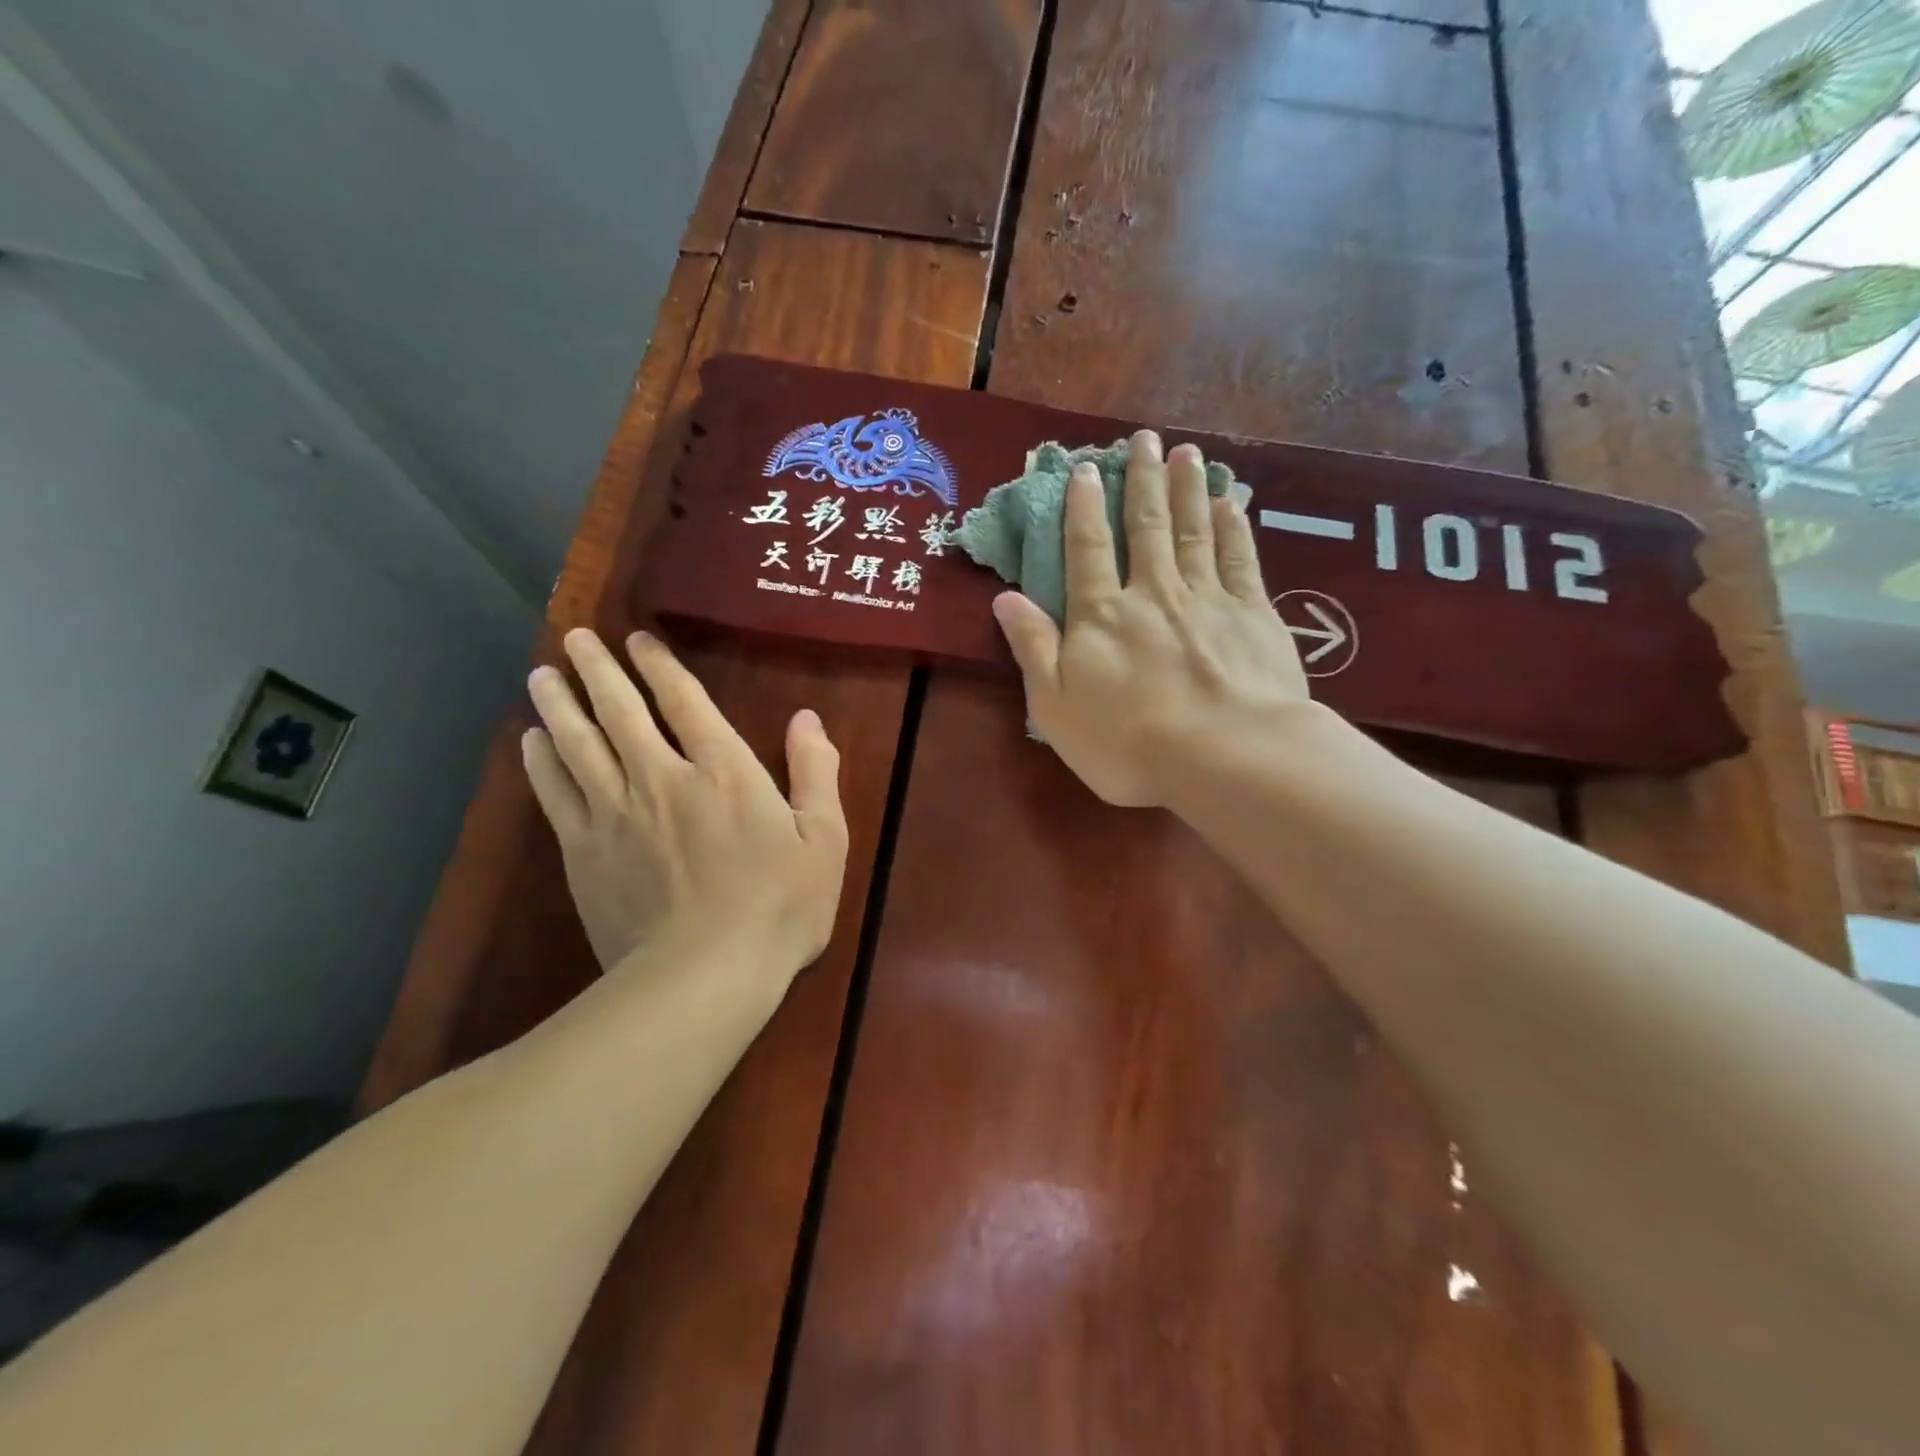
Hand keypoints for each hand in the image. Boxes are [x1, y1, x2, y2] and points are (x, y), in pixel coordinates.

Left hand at [522, 629, 848, 979]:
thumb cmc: (778, 906)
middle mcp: (662, 778)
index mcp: (723, 771)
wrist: (704, 976)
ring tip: (540, 674)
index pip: (684, 701)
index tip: (638, 640)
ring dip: (559, 704)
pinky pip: (555, 793)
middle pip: (620, 711)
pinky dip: (539, 762)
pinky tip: (529, 741)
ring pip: (578, 744)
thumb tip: (806, 718)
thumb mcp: (824, 839)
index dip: (660, 666)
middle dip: (598, 670)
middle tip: (576, 638)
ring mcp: (616, 814)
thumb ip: (815, 773)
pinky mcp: (584, 852)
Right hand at [992, 431, 1310, 807]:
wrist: (1225, 756)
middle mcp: (1152, 592)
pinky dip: (1234, 525)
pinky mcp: (1253, 613)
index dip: (1083, 507)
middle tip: (1144, 440)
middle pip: (1145, 526)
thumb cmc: (1128, 743)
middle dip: (1142, 480)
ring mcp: (1207, 598)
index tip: (1086, 469)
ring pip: (1193, 530)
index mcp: (1101, 615)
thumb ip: (1033, 648)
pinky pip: (1239, 557)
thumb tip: (1005, 598)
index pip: (1086, 549)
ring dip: (1187, 489)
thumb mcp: (1055, 707)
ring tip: (1185, 453)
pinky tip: (1231, 501)